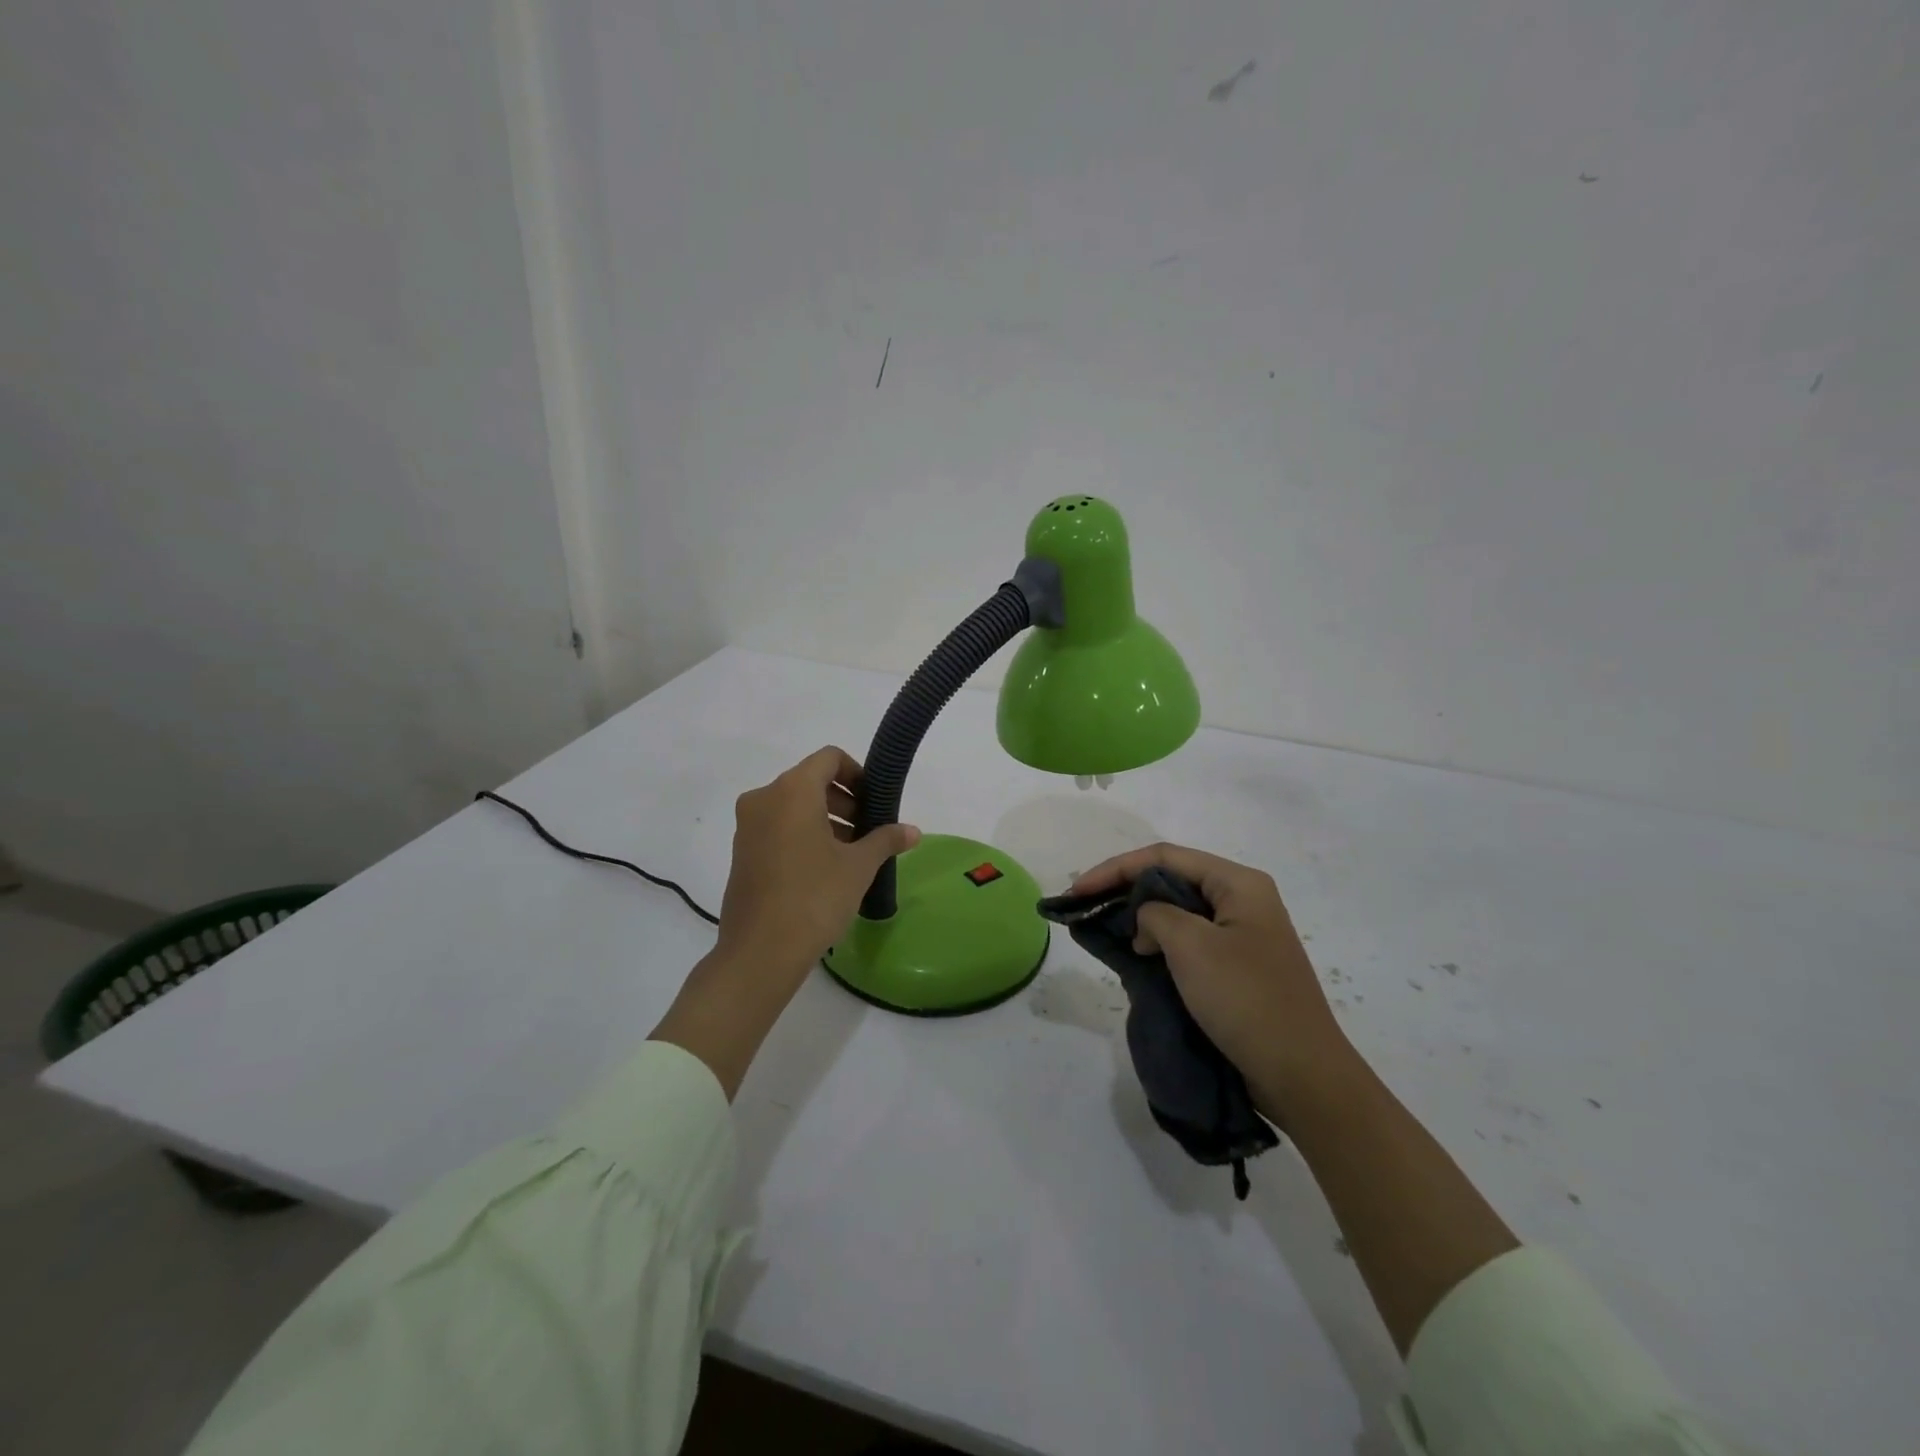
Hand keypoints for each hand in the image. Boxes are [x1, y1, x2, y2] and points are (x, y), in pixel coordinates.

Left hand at [716, 745, 920, 976]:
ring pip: (792, 806)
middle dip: (844, 800)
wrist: (760, 952)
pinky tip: (824, 868)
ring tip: (851, 852)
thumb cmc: (814, 897)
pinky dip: (802, 834)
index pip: (829, 759)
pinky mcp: (741, 852)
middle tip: (868, 829)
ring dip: (825, 819)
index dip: (858, 773)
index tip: (876, 801)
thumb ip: (885, 840)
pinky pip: (777, 827)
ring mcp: (747, 826)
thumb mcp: (858, 867)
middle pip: (810, 781)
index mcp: (792, 791)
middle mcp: (763, 798)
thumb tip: (913, 831)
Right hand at [1070, 843, 1354, 1122]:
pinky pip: (1190, 941)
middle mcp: (1243, 900)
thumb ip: (1155, 914)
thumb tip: (1147, 921)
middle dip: (1126, 890)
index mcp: (1239, 884)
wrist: (1301, 1075)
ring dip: (1142, 918)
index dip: (1115, 868)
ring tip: (1106, 932)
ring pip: (1179, 911)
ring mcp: (1243, 935)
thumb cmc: (1246, 1000)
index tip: (1078, 891)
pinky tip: (1137, 956)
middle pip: (1171, 879)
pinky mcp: (1238, 966)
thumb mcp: (1191, 946)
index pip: (1164, 857)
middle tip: (1086, 908)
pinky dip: (1160, 943)